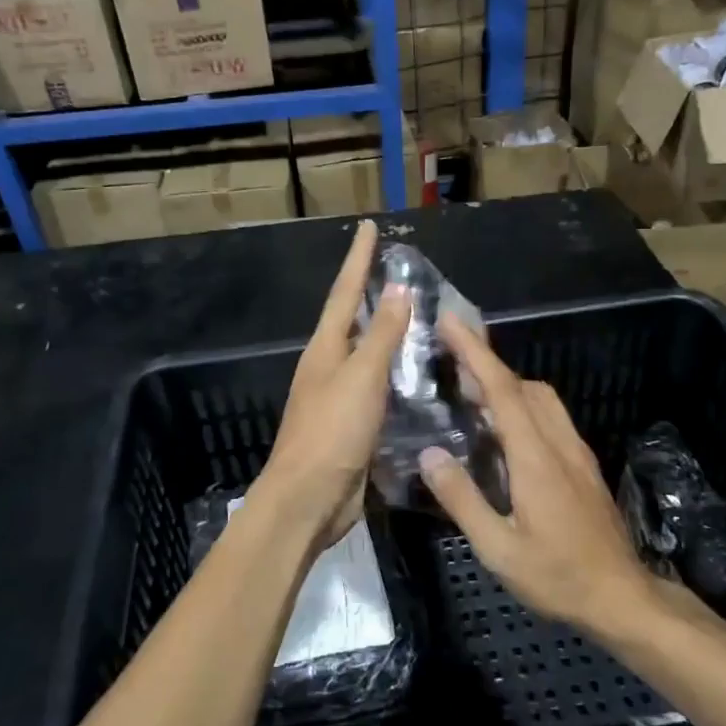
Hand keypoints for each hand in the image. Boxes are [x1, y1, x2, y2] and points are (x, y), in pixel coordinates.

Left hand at [252, 220, 411, 551]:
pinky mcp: (352, 426)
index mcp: (325, 349)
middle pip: (352, 320)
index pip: (345, 292)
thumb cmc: (332, 431)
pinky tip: (417, 378)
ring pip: (366, 355)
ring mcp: (338, 397)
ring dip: (387, 335)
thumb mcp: (361, 377)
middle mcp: (328, 366)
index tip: (369, 227)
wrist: (308, 499)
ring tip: (417, 318)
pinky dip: (395, 375)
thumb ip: (381, 335)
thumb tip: (396, 290)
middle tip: (400, 271)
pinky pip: (377, 389)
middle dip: (371, 293)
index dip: (358, 259)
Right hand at [417, 313, 654, 631]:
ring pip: (542, 399)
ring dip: (507, 384)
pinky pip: (550, 418)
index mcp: (535, 457)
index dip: (475, 352)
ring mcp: (576, 453)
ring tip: (471, 391)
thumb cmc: (558, 576)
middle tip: (450, 356)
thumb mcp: (498, 548)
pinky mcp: (584, 466)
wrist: (622, 597)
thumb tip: (430, 454)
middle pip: (524, 386)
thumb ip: (462, 499)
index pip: (503, 390)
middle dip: (487, 362)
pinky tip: (504, 430)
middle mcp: (559, 444)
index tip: (451, 321)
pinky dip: (523, 405)